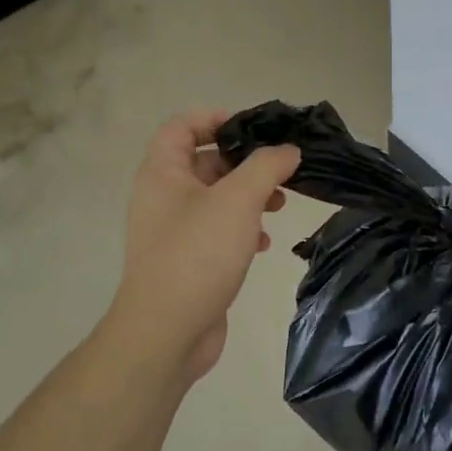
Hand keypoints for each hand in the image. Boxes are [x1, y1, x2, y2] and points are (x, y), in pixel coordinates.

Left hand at [110, 110, 299, 381]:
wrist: (167, 333)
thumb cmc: (198, 254)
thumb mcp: (238, 200)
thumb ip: (266, 166)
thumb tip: (288, 151)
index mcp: (163, 173)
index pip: (183, 126)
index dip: (216, 118)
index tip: (255, 128)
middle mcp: (164, 196)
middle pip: (206, 161)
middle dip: (245, 162)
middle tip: (282, 169)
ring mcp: (175, 231)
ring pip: (217, 198)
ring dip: (249, 195)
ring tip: (280, 204)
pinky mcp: (189, 260)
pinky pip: (218, 230)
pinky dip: (243, 228)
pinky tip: (264, 242)